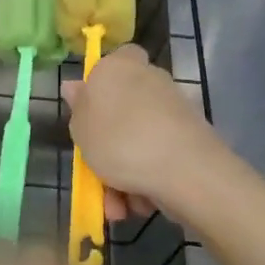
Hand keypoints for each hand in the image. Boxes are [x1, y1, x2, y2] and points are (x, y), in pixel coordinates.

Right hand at [63, 44, 220, 221]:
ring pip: (138, 140)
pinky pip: (158, 156)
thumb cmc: (120, 141)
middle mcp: (150, 79)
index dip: (100, 84)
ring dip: (124, 173)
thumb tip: (74, 86)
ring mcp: (173, 109)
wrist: (185, 171)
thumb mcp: (81, 128)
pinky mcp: (191, 137)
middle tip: (96, 172)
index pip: (114, 60)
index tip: (89, 113)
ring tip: (117, 205)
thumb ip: (77, 107)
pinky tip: (140, 204)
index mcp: (119, 67)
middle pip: (122, 108)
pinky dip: (147, 178)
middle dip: (108, 145)